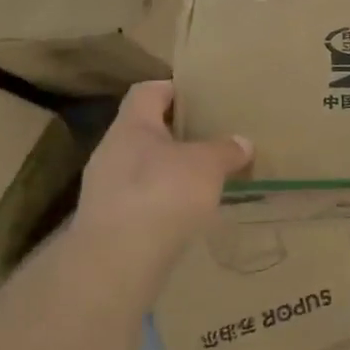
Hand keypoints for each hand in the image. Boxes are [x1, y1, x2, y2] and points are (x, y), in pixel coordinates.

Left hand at [69, 81, 250, 285]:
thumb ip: (225, 150)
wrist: (118, 260)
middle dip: (177, 135)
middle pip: (146, 131)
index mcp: (132, 125)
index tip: (200, 96)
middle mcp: (112, 151)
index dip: (173, 89)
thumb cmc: (163, 193)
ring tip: (205, 180)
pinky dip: (164, 203)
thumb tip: (242, 142)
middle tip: (212, 139)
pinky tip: (187, 215)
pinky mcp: (110, 223)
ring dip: (170, 172)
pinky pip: (142, 201)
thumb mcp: (207, 165)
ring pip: (144, 168)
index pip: (148, 91)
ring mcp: (106, 189)